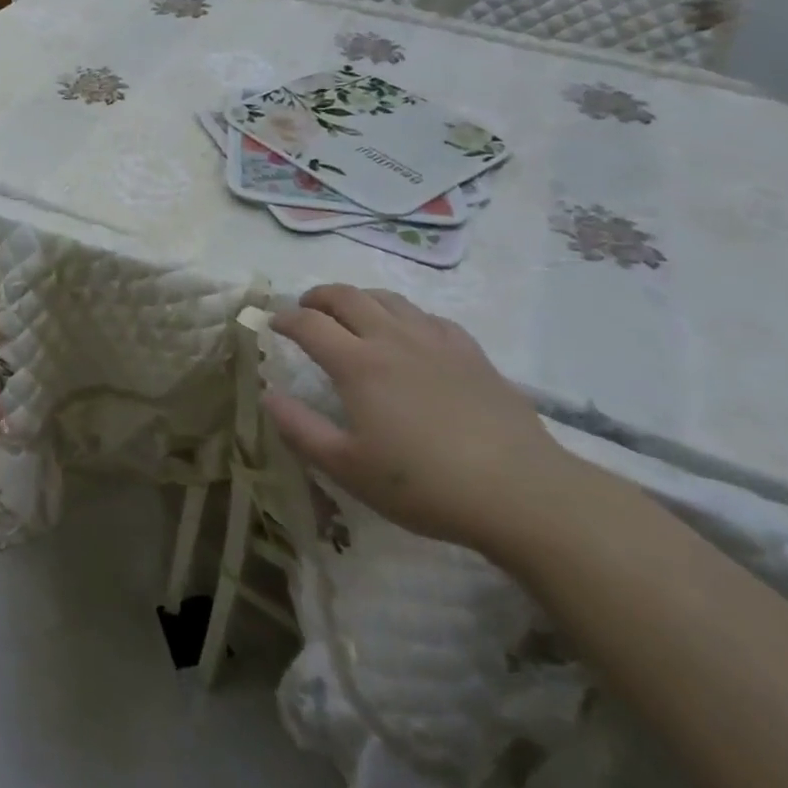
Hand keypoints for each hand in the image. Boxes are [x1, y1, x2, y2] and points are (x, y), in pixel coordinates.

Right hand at [264, 284, 585, 554]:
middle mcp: (391, 339)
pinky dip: (405, 316)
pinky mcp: (470, 353)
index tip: (272, 324)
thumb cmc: (424, 484)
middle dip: (318, 296)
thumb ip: (300, 429)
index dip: (285, 319)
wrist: (520, 491)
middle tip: (305, 308)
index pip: (309, 324)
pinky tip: (409, 334)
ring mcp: (434, 342)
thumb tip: (268, 395)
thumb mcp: (348, 468)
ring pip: (388, 299)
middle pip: (346, 296)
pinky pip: (429, 317)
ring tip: (352, 314)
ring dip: (360, 299)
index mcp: (357, 364)